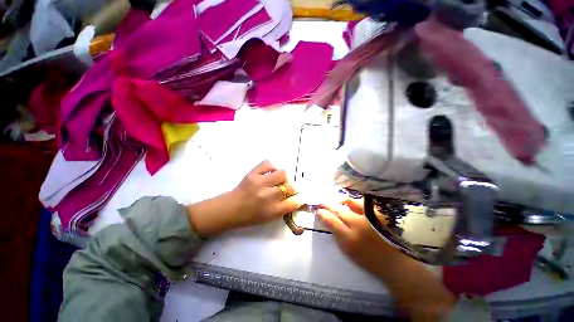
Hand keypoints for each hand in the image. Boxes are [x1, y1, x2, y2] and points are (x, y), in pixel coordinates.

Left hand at [187, 161, 303, 237]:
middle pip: (289, 186)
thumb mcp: (269, 217)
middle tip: (286, 189)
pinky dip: (272, 167)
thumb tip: (297, 197)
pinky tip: (270, 173)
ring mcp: (259, 182)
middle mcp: (267, 196)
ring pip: (282, 173)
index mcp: (272, 211)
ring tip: (278, 180)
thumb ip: (284, 208)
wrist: (229, 209)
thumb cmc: (250, 216)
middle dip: (291, 187)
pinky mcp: (252, 173)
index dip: (299, 198)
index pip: (293, 202)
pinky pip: (268, 164)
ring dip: (283, 177)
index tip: (300, 196)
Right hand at [318, 199, 455, 319]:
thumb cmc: (369, 260)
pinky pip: (362, 204)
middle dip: (328, 205)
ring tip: (337, 202)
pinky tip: (350, 204)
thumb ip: (337, 234)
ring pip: (350, 203)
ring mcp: (369, 218)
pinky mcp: (378, 214)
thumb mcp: (348, 251)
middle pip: (339, 210)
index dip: (323, 214)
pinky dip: (353, 203)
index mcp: (349, 238)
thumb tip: (329, 220)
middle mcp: (358, 225)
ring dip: (341, 201)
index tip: (318, 210)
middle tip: (321, 202)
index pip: (331, 221)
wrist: (395, 264)